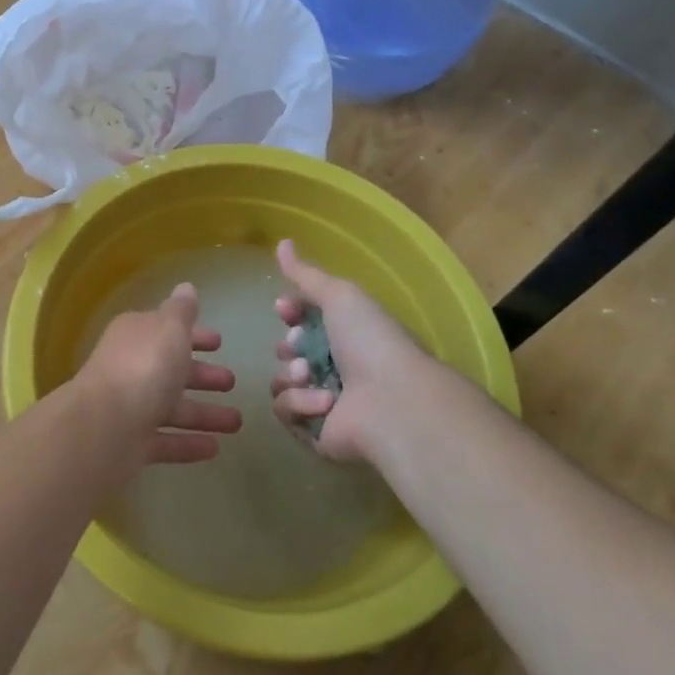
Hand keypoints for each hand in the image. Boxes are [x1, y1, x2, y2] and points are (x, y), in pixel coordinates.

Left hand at [76, 284, 239, 468]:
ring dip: (203, 413)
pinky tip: (215, 447)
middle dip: (201, 375)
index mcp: (135, 335)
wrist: (106, 426)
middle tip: (231, 381)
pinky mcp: (131, 443)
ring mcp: (129, 407)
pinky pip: (166, 441)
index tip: (219, 342)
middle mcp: (130, 367)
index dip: (193, 335)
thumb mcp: (169, 329)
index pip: (166, 330)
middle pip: (170, 369)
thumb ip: (182, 311)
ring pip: (171, 408)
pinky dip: (188, 443)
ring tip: (237, 422)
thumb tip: (186, 287)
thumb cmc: (145, 367)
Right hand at [271, 239, 449, 462]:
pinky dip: (300, 403)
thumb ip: (306, 274)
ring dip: (291, 374)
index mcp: (347, 334)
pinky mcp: (315, 432)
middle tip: (299, 346)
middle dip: (289, 346)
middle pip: (289, 351)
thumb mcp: (340, 295)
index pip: (304, 319)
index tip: (285, 308)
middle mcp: (337, 367)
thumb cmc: (370, 341)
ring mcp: (325, 401)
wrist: (392, 402)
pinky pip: (287, 411)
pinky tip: (324, 402)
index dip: (290, 311)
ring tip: (310, 374)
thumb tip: (282, 242)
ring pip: (282, 381)